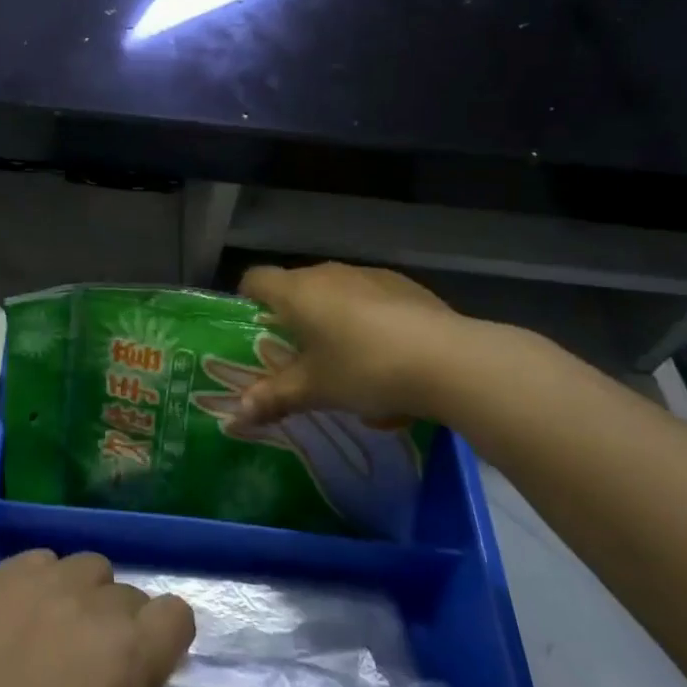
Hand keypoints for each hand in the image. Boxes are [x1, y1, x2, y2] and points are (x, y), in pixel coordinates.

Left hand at [0, 549, 195, 686]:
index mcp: (128, 659)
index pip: (177, 614)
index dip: (167, 642)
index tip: (148, 667)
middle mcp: (92, 606)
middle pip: (130, 594)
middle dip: (122, 626)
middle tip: (91, 665)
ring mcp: (42, 582)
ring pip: (87, 567)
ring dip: (84, 597)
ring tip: (54, 633)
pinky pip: (41, 560)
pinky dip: (41, 583)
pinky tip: (18, 620)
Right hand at [230, 262, 503, 429]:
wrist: (448, 360)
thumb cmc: (364, 368)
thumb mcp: (315, 390)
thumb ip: (274, 397)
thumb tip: (238, 413)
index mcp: (298, 291)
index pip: (256, 279)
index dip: (248, 299)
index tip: (254, 328)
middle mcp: (329, 273)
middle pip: (298, 288)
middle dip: (295, 319)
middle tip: (299, 358)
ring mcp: (369, 275)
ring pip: (337, 294)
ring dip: (334, 322)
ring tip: (348, 365)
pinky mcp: (405, 286)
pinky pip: (372, 301)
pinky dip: (370, 323)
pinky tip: (389, 360)